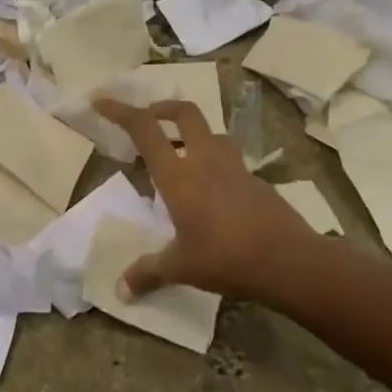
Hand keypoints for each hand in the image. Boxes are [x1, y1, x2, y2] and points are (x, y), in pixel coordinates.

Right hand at [95, 98, 313, 301]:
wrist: (290, 261)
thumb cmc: (226, 258)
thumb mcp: (181, 267)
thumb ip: (148, 272)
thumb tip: (120, 290)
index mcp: (178, 175)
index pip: (144, 129)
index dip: (120, 110)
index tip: (101, 101)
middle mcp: (205, 160)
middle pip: (184, 113)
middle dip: (162, 109)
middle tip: (149, 121)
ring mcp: (235, 167)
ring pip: (211, 133)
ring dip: (192, 136)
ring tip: (181, 157)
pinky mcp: (256, 181)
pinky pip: (230, 160)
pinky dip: (214, 164)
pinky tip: (212, 192)